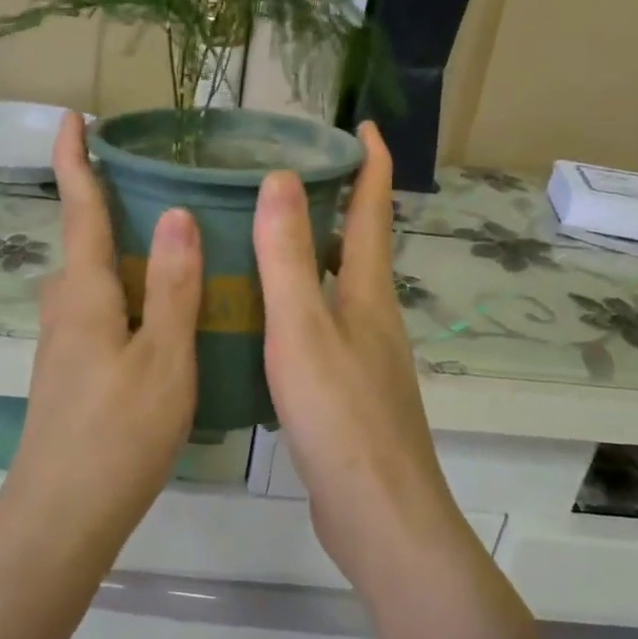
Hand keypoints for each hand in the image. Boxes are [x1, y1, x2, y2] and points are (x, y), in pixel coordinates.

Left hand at [0, 111, 202, 557]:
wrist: (60, 519)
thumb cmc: (117, 434)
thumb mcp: (163, 358)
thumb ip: (171, 288)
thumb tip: (176, 215)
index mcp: (85, 295)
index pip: (80, 211)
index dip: (75, 161)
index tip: (72, 116)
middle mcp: (65, 312)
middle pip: (83, 246)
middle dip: (107, 210)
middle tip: (157, 193)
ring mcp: (62, 348)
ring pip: (92, 285)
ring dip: (119, 259)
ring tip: (173, 255)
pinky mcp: (70, 377)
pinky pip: (98, 317)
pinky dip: (126, 300)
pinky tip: (162, 323)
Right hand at [253, 123, 482, 596]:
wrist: (378, 514)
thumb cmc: (341, 415)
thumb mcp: (303, 329)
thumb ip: (287, 256)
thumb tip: (283, 175)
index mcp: (367, 294)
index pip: (372, 211)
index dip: (370, 164)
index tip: (361, 124)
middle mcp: (372, 317)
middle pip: (355, 247)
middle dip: (334, 204)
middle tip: (284, 176)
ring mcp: (363, 357)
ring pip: (335, 289)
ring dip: (308, 256)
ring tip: (260, 238)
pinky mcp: (347, 392)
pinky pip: (319, 329)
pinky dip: (295, 306)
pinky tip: (260, 320)